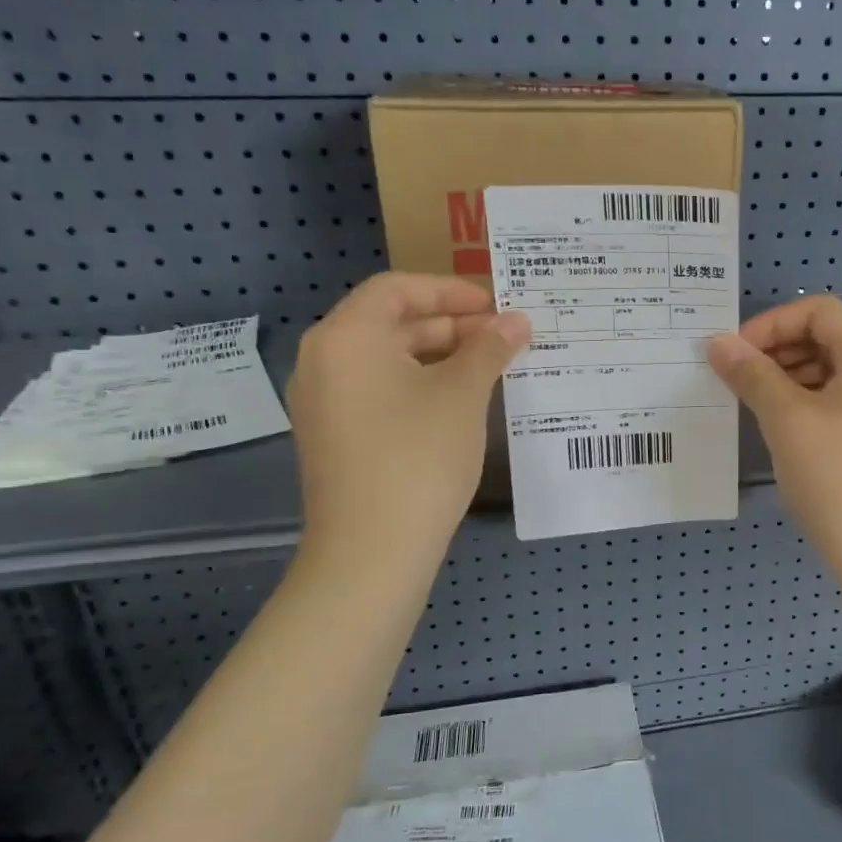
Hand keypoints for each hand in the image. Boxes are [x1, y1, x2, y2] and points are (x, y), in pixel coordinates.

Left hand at [287, 273, 529, 572]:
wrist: (372, 552)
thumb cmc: (418, 456)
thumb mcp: (462, 395)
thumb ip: (490, 349)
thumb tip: (517, 321)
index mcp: (346, 338)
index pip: (397, 289)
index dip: (450, 290)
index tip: (495, 305)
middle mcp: (324, 361)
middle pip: (391, 323)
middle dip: (451, 326)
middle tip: (503, 339)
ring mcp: (324, 403)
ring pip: (387, 360)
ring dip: (440, 357)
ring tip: (490, 369)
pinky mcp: (335, 437)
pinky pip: (379, 391)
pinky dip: (419, 385)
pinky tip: (460, 403)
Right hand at [707, 296, 841, 599]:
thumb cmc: (838, 481)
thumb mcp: (786, 421)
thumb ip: (751, 374)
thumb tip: (718, 343)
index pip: (817, 310)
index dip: (770, 325)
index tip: (733, 356)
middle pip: (829, 335)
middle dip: (778, 350)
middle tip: (738, 381)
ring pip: (836, 368)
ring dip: (792, 375)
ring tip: (756, 405)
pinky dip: (812, 399)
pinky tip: (785, 428)